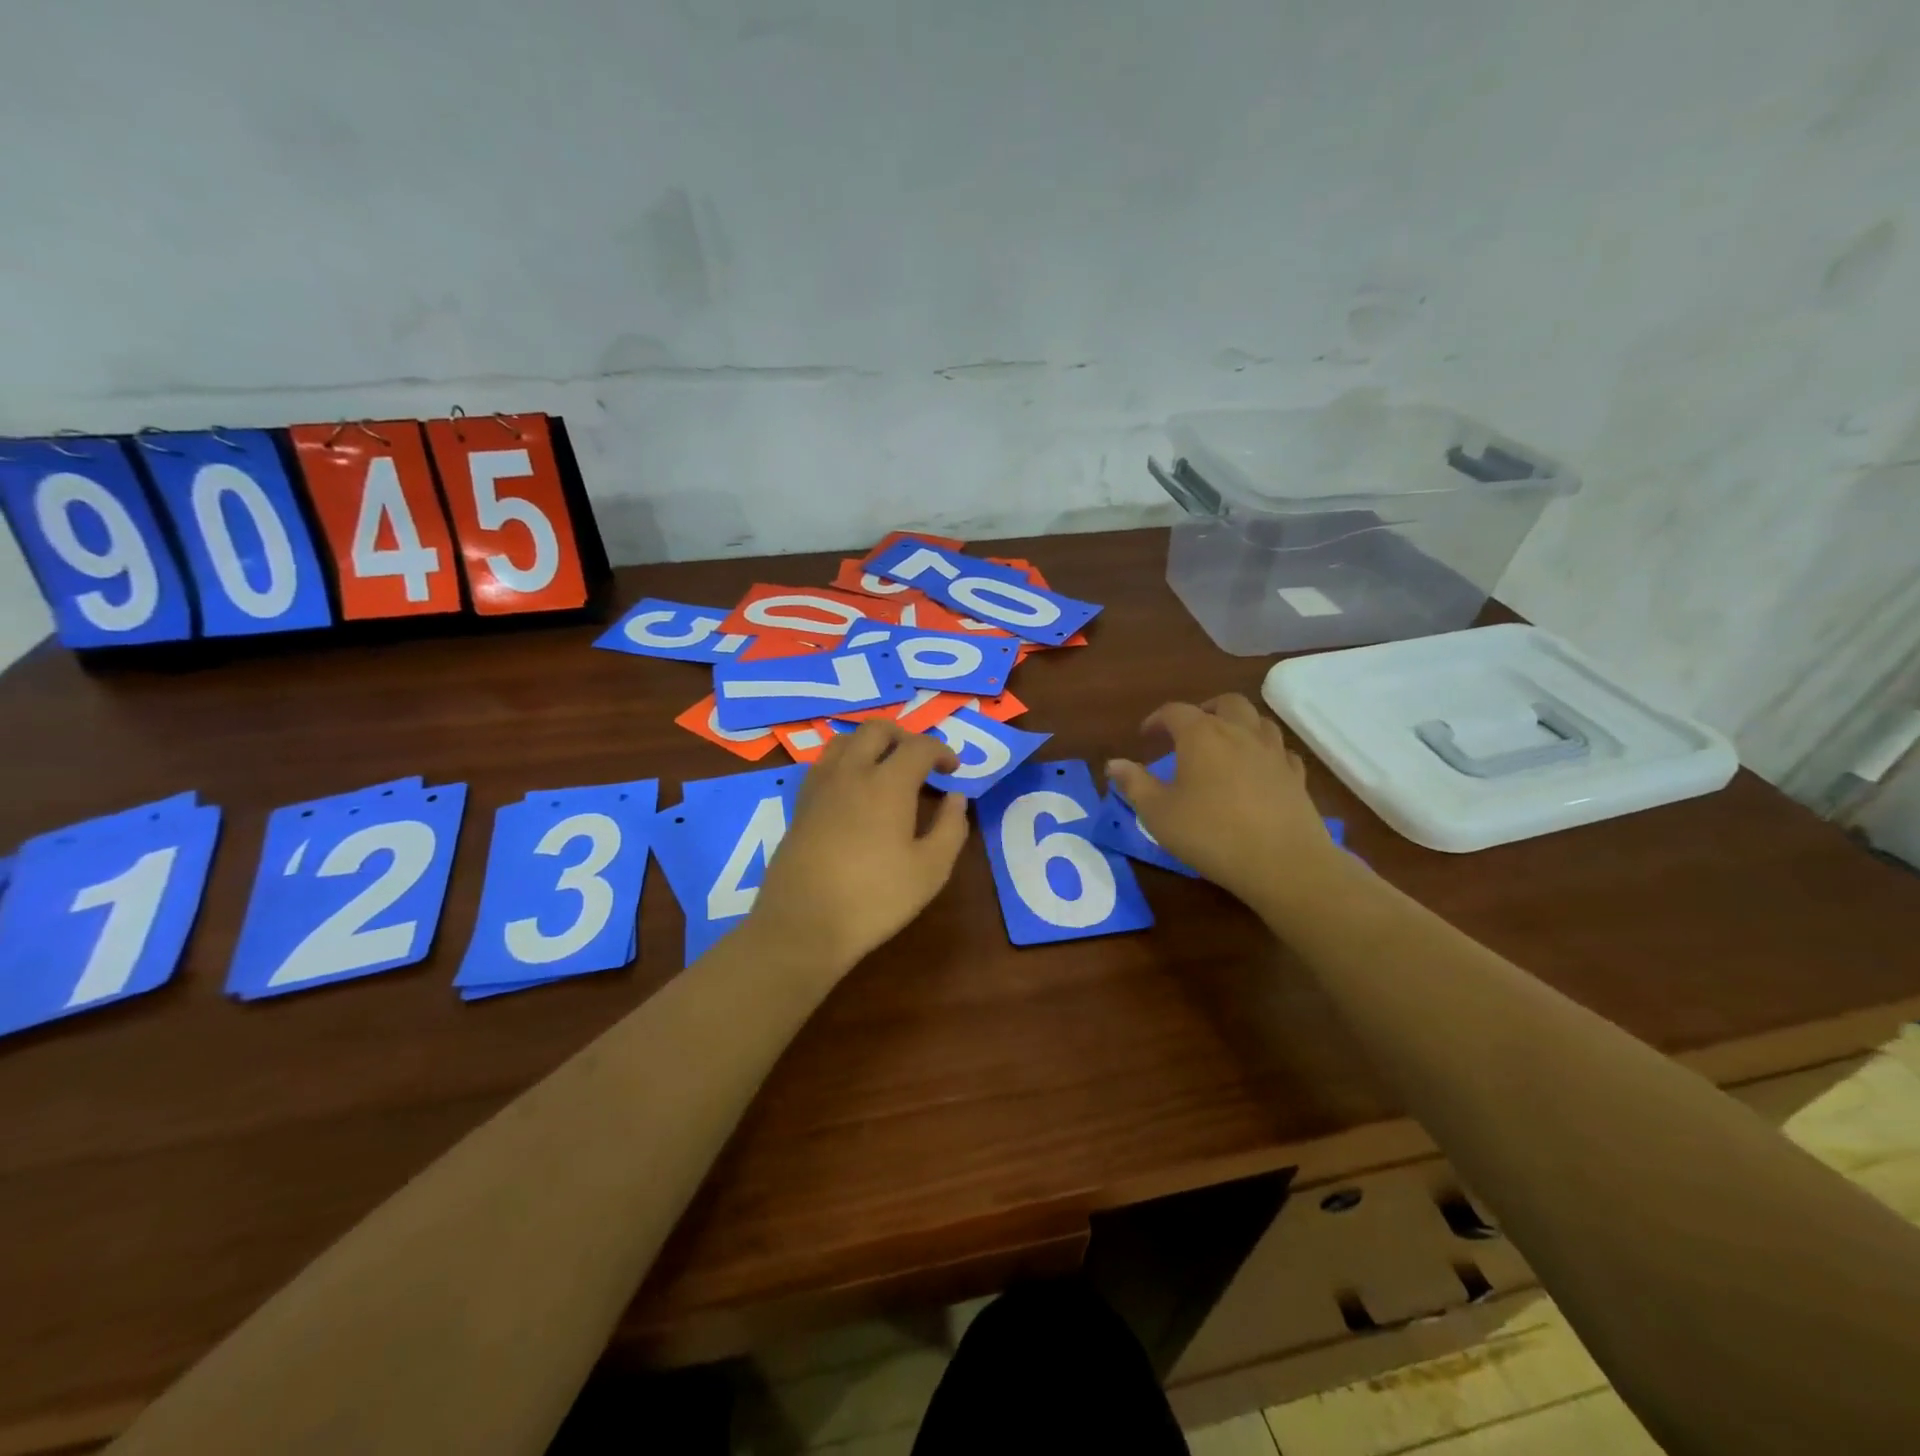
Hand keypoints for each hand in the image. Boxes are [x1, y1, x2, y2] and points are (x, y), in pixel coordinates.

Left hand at [747, 719, 969, 976]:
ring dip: (870, 744)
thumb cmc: (875, 898)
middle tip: (920, 762)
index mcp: (887, 783)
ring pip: (845, 740)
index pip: (919, 746)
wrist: (803, 924)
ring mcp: (820, 786)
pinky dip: (845, 761)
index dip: (941, 752)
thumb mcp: (931, 870)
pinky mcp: (800, 804)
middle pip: (877, 730)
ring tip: (885, 769)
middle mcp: (851, 772)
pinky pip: (824, 763)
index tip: (953, 770)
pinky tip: (853, 791)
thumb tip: (957, 798)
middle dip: (904, 736)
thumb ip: (951, 828)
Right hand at [1106, 694, 1339, 906]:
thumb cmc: (1210, 834)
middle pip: (1225, 703)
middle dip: (1204, 710)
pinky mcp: (1296, 776)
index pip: (1175, 711)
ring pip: (1258, 720)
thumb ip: (1134, 784)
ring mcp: (1273, 752)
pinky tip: (1258, 768)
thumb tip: (1114, 764)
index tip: (1145, 736)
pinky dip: (1265, 752)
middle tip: (1189, 731)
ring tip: (1224, 744)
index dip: (1157, 719)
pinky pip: (1280, 751)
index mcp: (1202, 735)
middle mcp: (1240, 733)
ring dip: (1238, 724)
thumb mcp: (1158, 813)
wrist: (1282, 862)